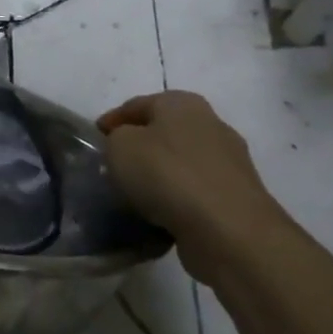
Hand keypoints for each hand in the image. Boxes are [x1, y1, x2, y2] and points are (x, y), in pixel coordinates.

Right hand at [98, 91, 295, 279]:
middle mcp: (211, 124)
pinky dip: (177, 198)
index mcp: (182, 103)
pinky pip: (195, 191)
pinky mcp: (237, 196)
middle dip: (139, 146)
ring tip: (134, 194)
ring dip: (160, 174)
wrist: (227, 229)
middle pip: (163, 131)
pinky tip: (159, 213)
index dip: (112, 120)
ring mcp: (229, 161)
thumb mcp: (120, 147)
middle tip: (114, 165)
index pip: (137, 105)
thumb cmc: (166, 175)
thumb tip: (127, 146)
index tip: (95, 139)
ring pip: (181, 162)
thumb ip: (116, 139)